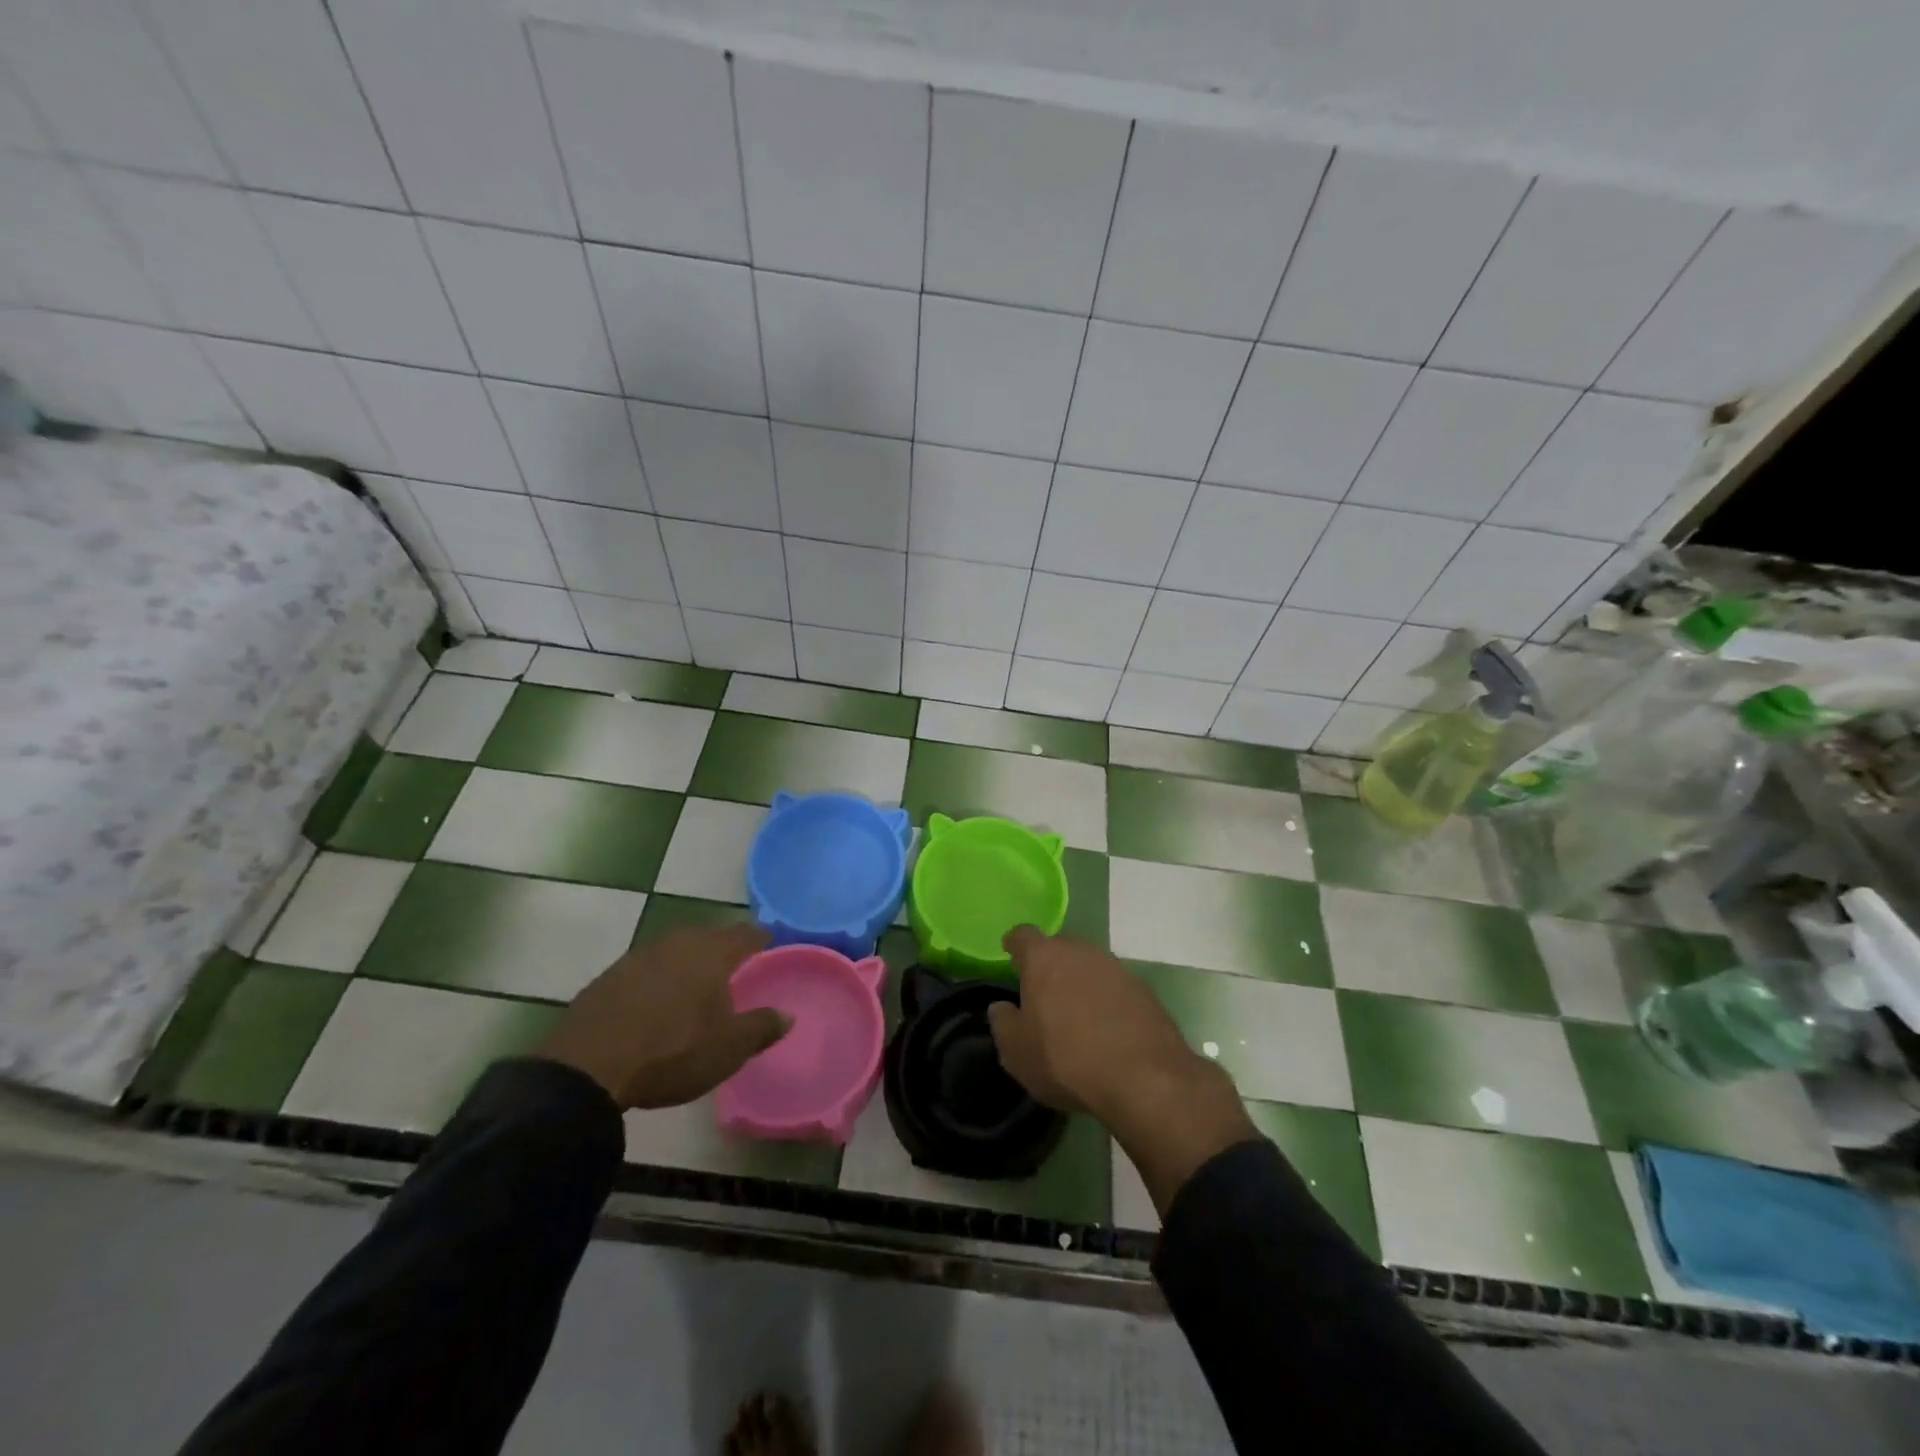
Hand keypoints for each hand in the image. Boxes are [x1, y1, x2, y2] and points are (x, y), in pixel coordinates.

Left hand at [535, 923, 787, 1110]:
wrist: (586, 1068)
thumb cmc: (672, 1052)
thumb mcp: (728, 1048)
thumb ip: (761, 1027)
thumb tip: (787, 1015)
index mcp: (711, 952)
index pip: (746, 934)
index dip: (761, 939)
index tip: (771, 945)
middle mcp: (677, 943)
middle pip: (709, 937)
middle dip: (723, 949)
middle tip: (736, 968)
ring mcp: (638, 957)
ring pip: (675, 951)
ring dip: (688, 964)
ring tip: (696, 987)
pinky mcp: (608, 978)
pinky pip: (646, 970)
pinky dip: (658, 981)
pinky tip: (657, 1004)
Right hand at [987, 927, 1197, 1121]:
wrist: (1144, 1078)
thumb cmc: (1066, 1059)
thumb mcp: (1017, 1052)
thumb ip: (1003, 1023)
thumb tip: (1002, 1008)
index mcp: (1044, 958)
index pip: (1023, 935)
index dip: (1015, 944)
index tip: (1011, 955)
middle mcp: (1081, 952)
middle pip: (1059, 948)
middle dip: (1049, 966)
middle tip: (1043, 995)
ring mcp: (1116, 968)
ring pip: (1089, 967)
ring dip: (1080, 984)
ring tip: (1075, 1016)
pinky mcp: (1144, 990)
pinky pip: (1115, 988)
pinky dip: (1106, 1001)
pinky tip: (1106, 1030)